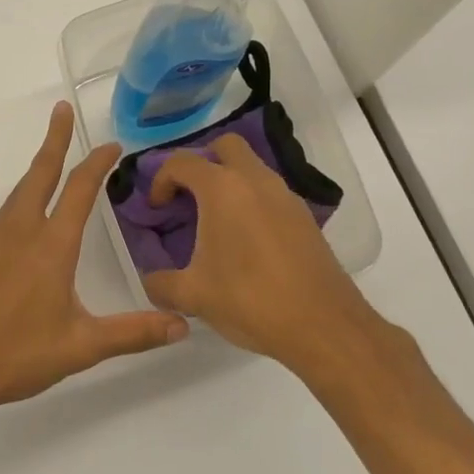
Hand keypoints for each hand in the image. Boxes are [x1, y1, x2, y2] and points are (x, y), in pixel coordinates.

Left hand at [0, 102, 188, 413]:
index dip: (98, 164)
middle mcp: (22, 229)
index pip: (81, 192)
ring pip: (15, 188)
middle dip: (57, 141)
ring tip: (45, 140)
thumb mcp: (81, 346)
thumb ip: (133, 333)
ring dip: (32, 162)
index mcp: (54, 246)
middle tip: (62, 109)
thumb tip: (182, 325)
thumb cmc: (17, 355)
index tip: (111, 146)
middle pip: (44, 174)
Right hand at [141, 133, 374, 372]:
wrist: (323, 326)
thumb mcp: (193, 296)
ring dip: (230, 181)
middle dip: (202, 163)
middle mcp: (255, 180)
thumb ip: (160, 283)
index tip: (157, 209)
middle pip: (225, 146)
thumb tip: (150, 279)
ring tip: (215, 222)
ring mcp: (285, 196)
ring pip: (253, 167)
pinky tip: (246, 241)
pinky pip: (271, 192)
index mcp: (222, 189)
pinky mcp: (305, 216)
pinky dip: (253, 201)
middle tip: (189, 197)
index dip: (161, 180)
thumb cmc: (250, 300)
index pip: (182, 162)